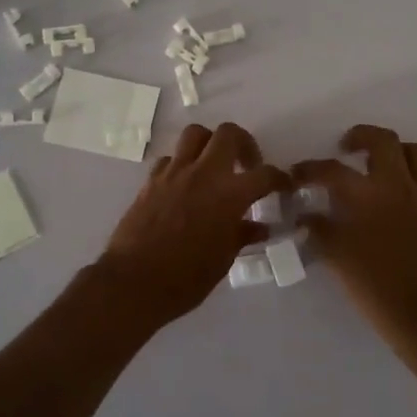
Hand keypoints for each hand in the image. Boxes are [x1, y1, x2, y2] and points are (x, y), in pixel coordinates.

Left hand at [97, 122, 289, 326]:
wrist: (133, 282)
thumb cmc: (185, 278)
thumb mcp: (223, 260)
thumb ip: (242, 235)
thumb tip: (260, 228)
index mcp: (229, 195)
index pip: (265, 175)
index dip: (279, 178)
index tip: (283, 185)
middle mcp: (204, 174)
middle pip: (229, 134)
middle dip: (244, 143)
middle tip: (247, 164)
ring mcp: (174, 174)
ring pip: (196, 134)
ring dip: (210, 144)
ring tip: (215, 165)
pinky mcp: (151, 181)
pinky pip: (171, 158)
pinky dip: (183, 164)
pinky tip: (186, 184)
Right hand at [292, 125, 416, 334]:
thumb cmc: (377, 287)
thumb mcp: (338, 258)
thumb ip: (320, 231)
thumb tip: (307, 216)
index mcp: (367, 194)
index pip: (332, 170)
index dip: (309, 169)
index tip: (295, 175)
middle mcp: (396, 186)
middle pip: (383, 141)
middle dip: (361, 136)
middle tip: (345, 148)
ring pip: (414, 153)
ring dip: (394, 150)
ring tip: (376, 163)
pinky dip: (407, 178)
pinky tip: (391, 199)